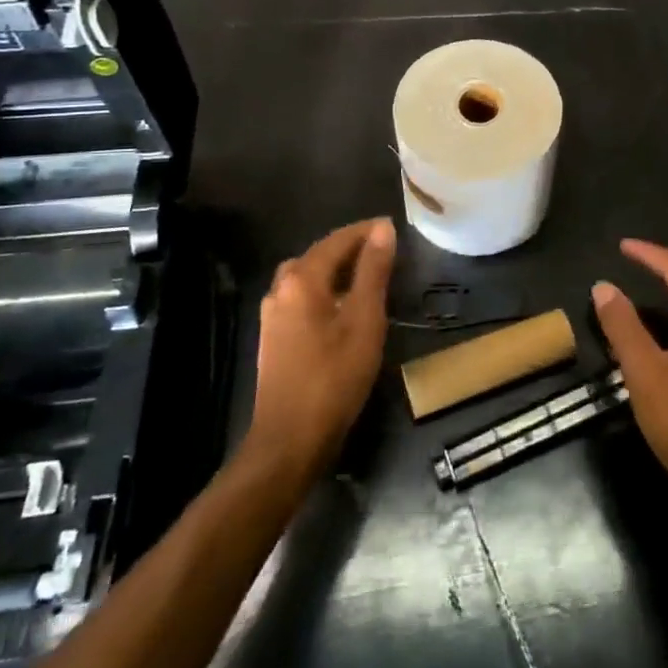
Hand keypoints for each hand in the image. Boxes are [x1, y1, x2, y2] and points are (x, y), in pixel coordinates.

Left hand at [246, 218, 394, 482]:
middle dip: (351, 247)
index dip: (366, 231)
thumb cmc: (334, 377)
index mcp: (302, 279)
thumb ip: (373, 271)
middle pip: (319, 255)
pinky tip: (344, 306)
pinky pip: (302, 297)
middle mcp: (281, 288)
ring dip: (337, 269)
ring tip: (368, 274)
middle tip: (384, 250)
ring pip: (308, 276)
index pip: (337, 240)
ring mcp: (273, 314)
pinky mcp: (274, 336)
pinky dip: (326, 290)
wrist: (290, 440)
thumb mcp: (365, 320)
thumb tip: (383, 229)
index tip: (394, 227)